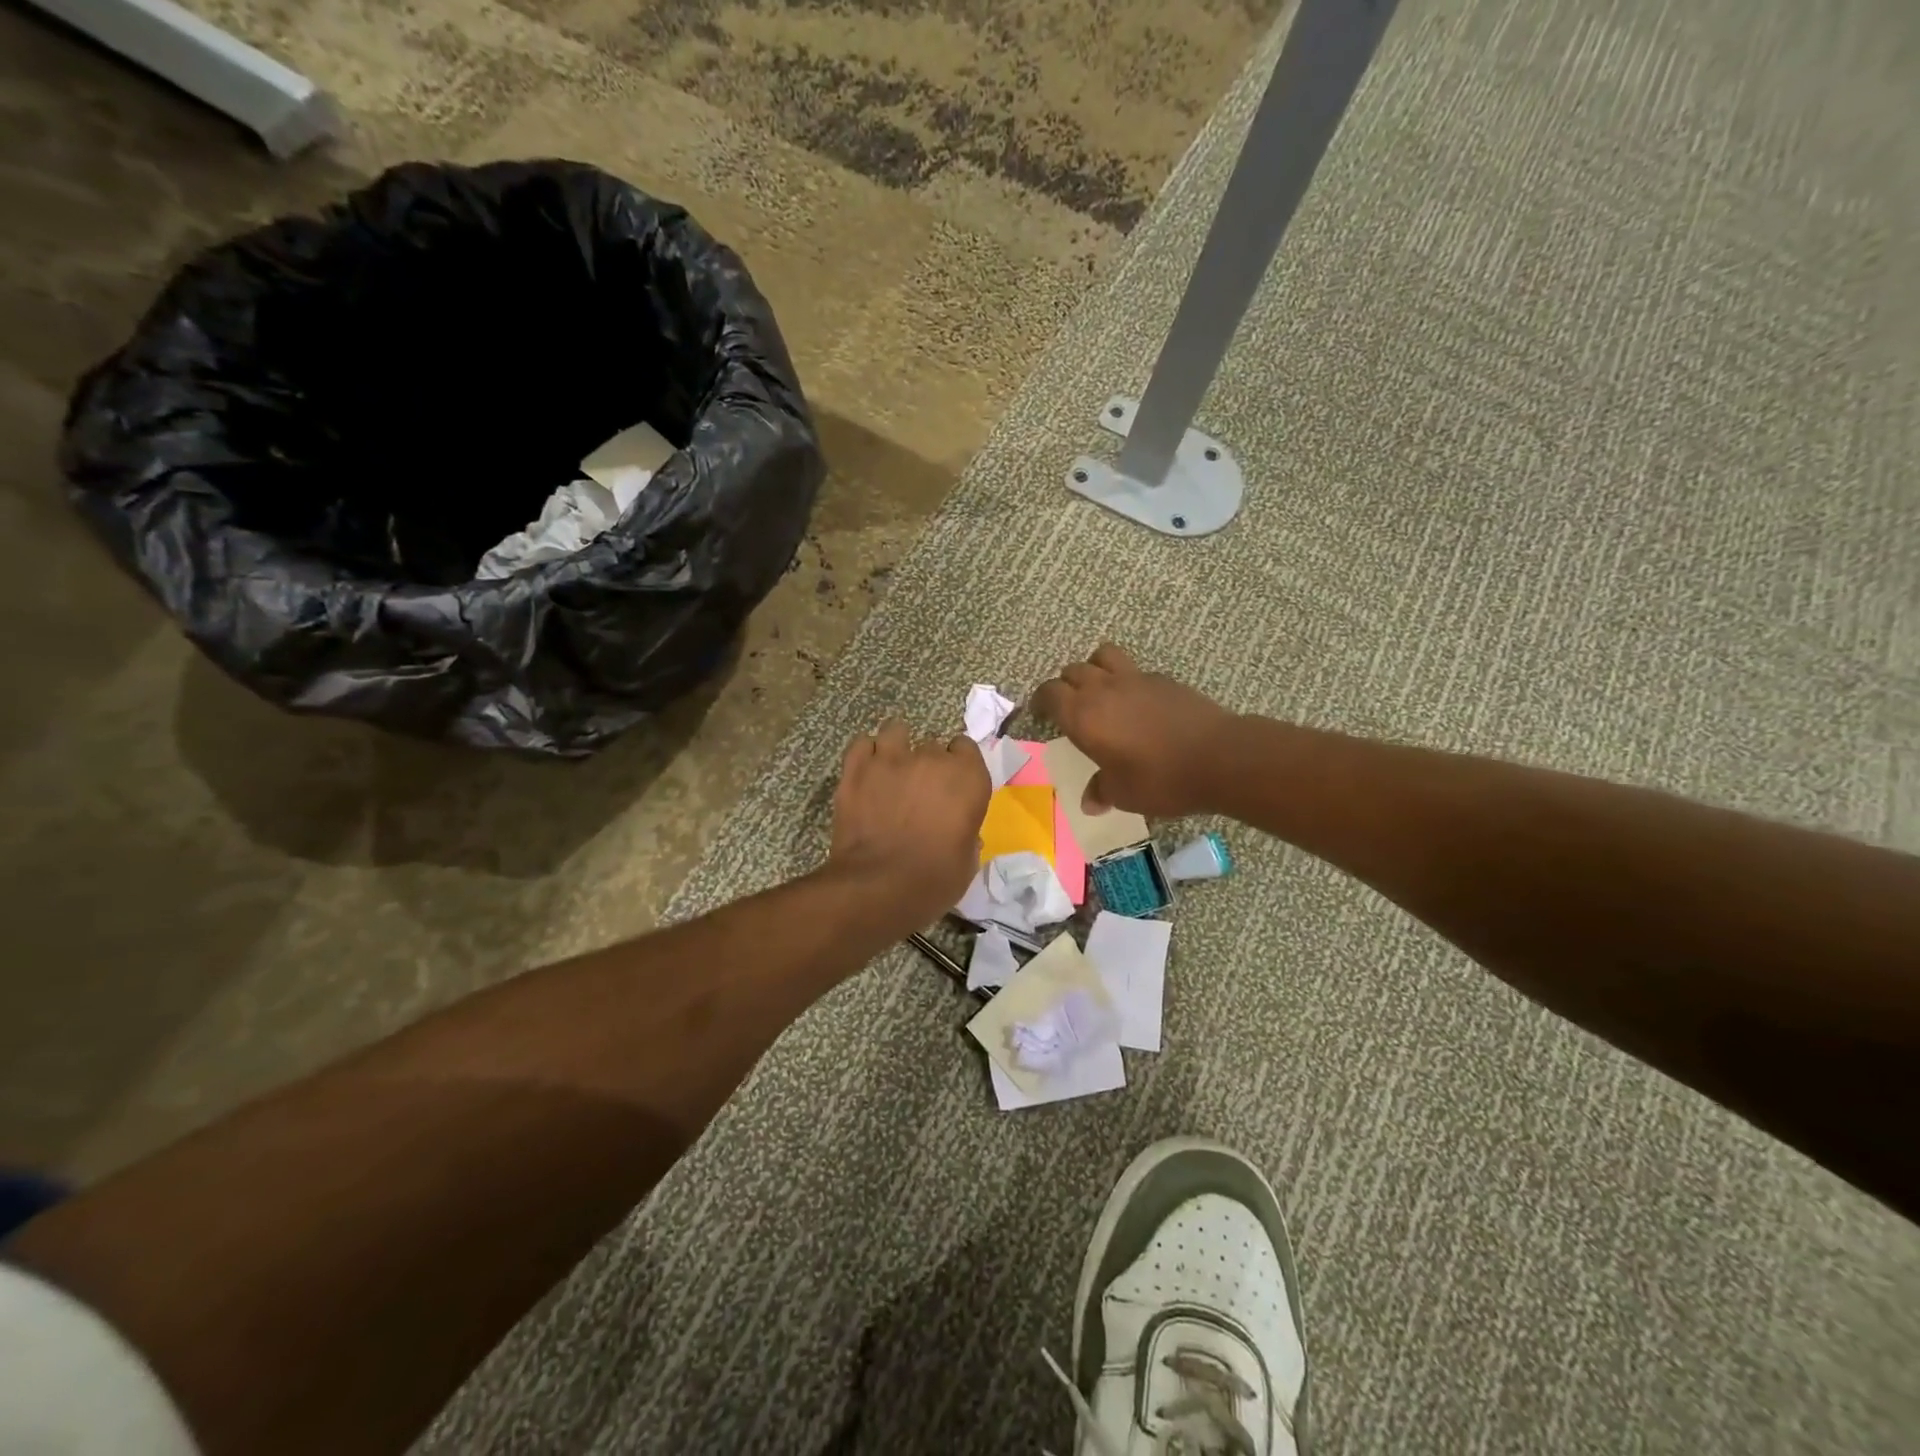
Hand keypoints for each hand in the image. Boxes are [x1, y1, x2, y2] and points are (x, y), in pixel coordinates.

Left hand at [828, 719, 991, 925]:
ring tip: (891, 769)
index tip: (952, 784)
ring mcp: (891, 759)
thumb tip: (959, 830)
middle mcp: (932, 759)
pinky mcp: (856, 769)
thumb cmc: (934, 880)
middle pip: (932, 744)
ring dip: (896, 747)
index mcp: (967, 777)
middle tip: (919, 789)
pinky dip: (866, 754)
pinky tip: (867, 771)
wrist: (879, 887)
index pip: (966, 748)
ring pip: (895, 731)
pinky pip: (862, 744)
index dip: (958, 764)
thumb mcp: (967, 861)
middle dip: (927, 763)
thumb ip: (966, 834)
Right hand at [1033, 643, 1235, 816]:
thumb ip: (1101, 791)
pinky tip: (1137, 703)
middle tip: (1069, 707)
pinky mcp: (1163, 679)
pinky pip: (1133, 669)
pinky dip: (1126, 679)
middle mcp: (1103, 689)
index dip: (1041, 702)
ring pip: (1102, 656)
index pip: (1049, 693)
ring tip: (1100, 690)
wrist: (1219, 757)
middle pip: (1072, 671)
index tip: (1041, 715)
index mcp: (1083, 716)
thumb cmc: (1161, 779)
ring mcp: (1135, 679)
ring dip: (1093, 668)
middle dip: (1065, 685)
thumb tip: (1090, 801)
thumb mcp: (1124, 794)